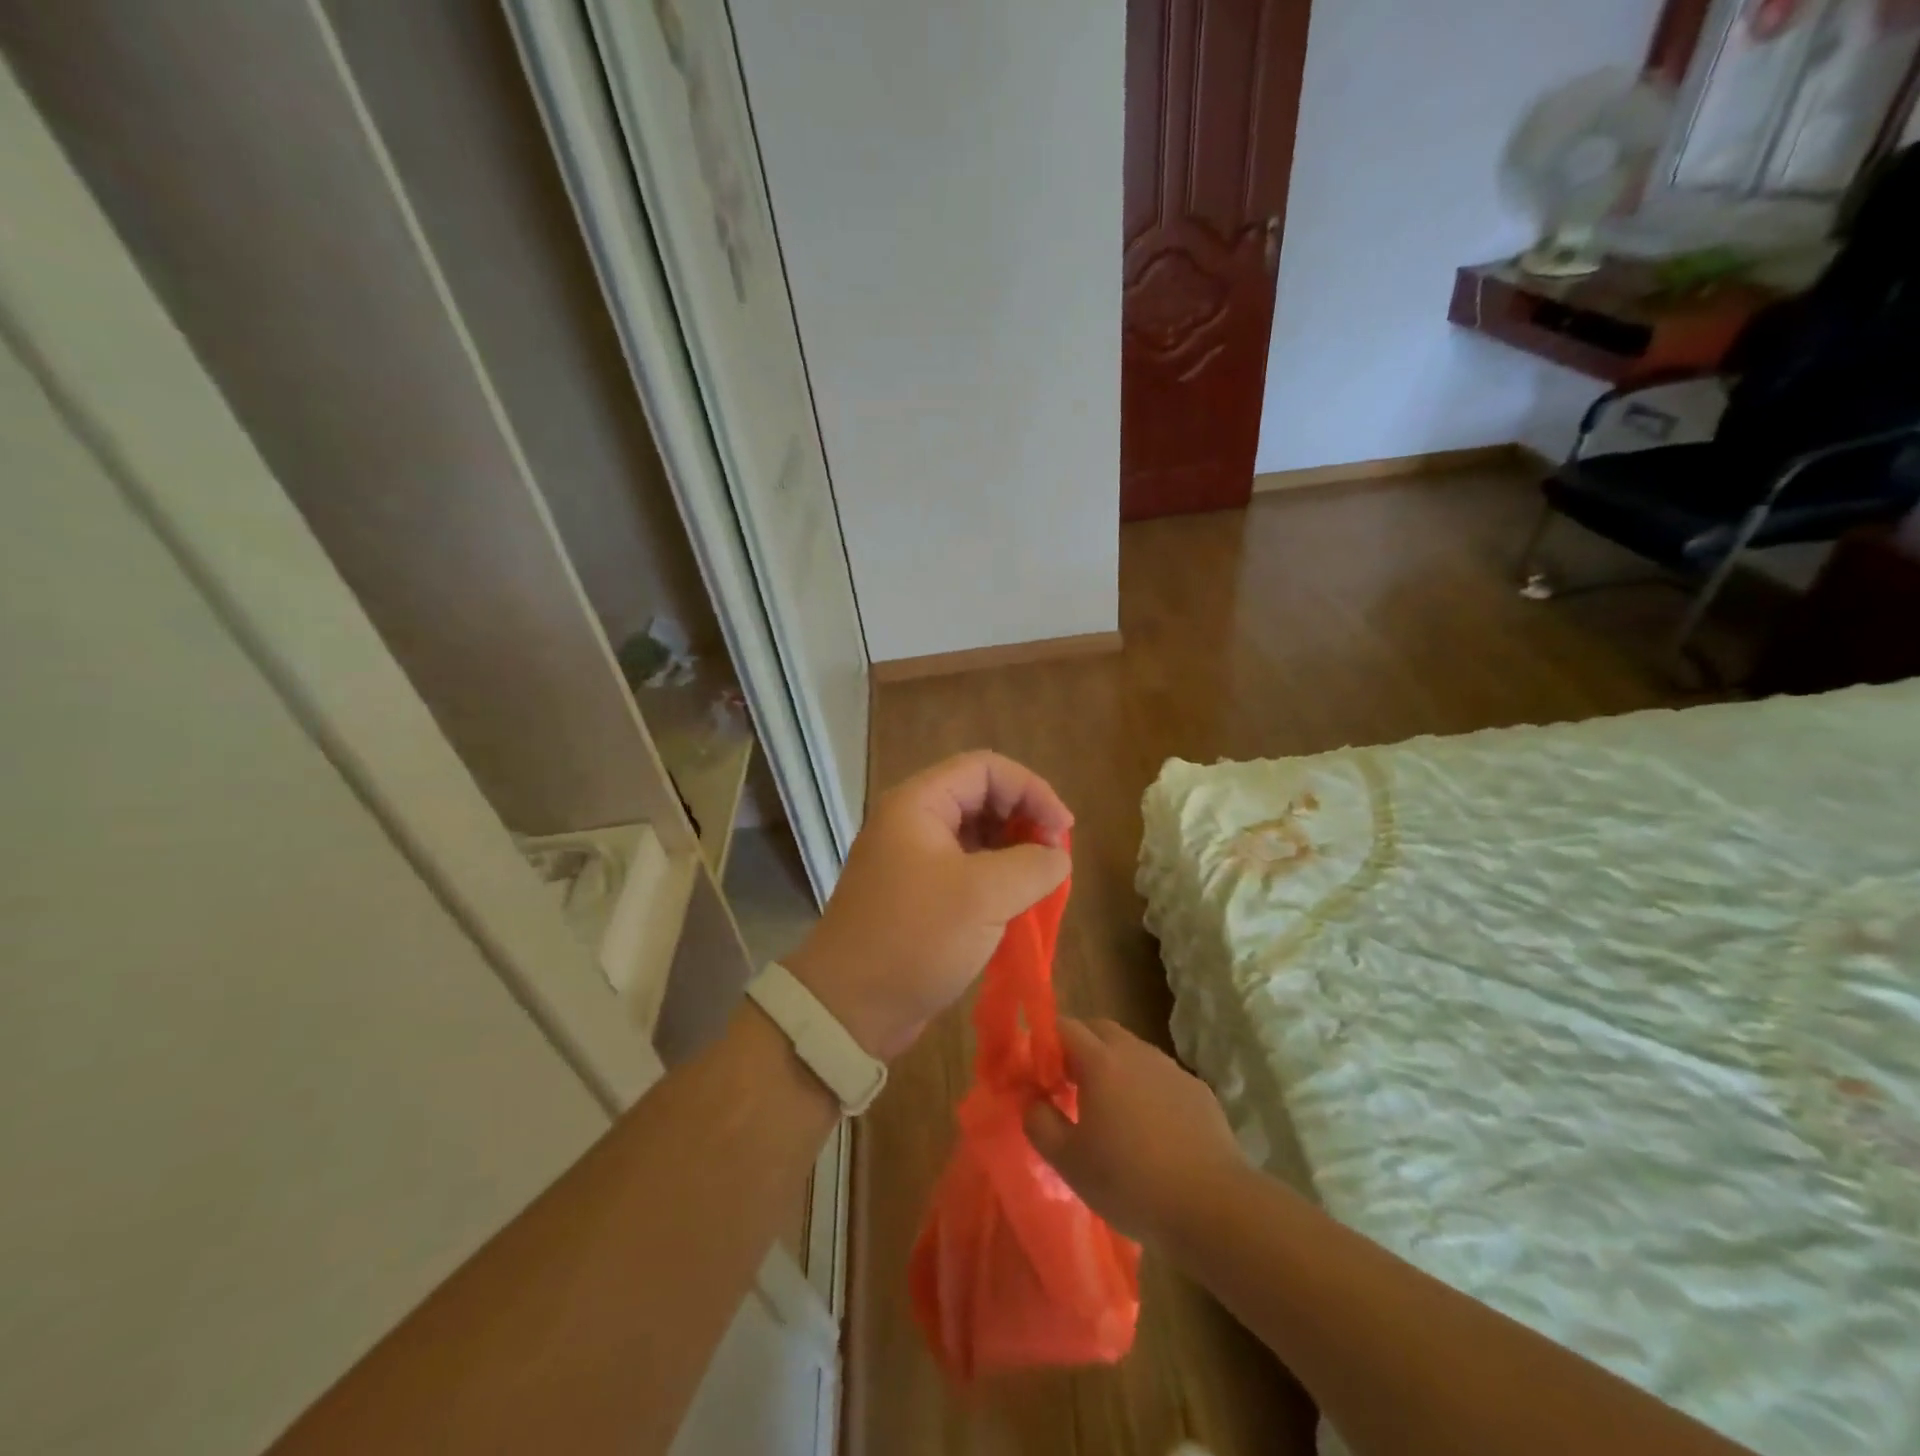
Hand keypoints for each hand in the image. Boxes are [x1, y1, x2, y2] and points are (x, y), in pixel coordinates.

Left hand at [783, 751, 1072, 1060]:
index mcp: (919, 804)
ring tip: (1041, 882)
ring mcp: (912, 859)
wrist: (849, 1007)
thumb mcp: (984, 896)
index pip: (986, 768)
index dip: (1031, 789)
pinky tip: (1018, 904)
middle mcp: (912, 822)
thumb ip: (1033, 865)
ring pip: (976, 836)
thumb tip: (1056, 856)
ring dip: (1014, 852)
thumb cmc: (915, 937)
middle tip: (1053, 857)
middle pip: (982, 797)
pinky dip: (997, 879)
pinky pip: (966, 869)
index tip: (1062, 829)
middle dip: (1024, 819)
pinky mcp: (918, 894)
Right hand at [1025, 1019, 1245, 1244]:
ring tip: (1110, 1111)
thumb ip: (1040, 1123)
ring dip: (1114, 1067)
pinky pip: (1160, 1077)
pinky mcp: (1197, 1090)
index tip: (1039, 1074)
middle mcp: (1136, 1052)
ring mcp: (1171, 1069)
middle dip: (1079, 1047)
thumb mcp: (1069, 1162)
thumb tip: (1033, 1101)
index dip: (1046, 1043)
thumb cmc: (1131, 1182)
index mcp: (1100, 1061)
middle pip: (1100, 1029)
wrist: (1213, 1206)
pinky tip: (1151, 1129)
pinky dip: (1146, 1089)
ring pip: (1132, 1051)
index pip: (1064, 1027)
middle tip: (1069, 1085)